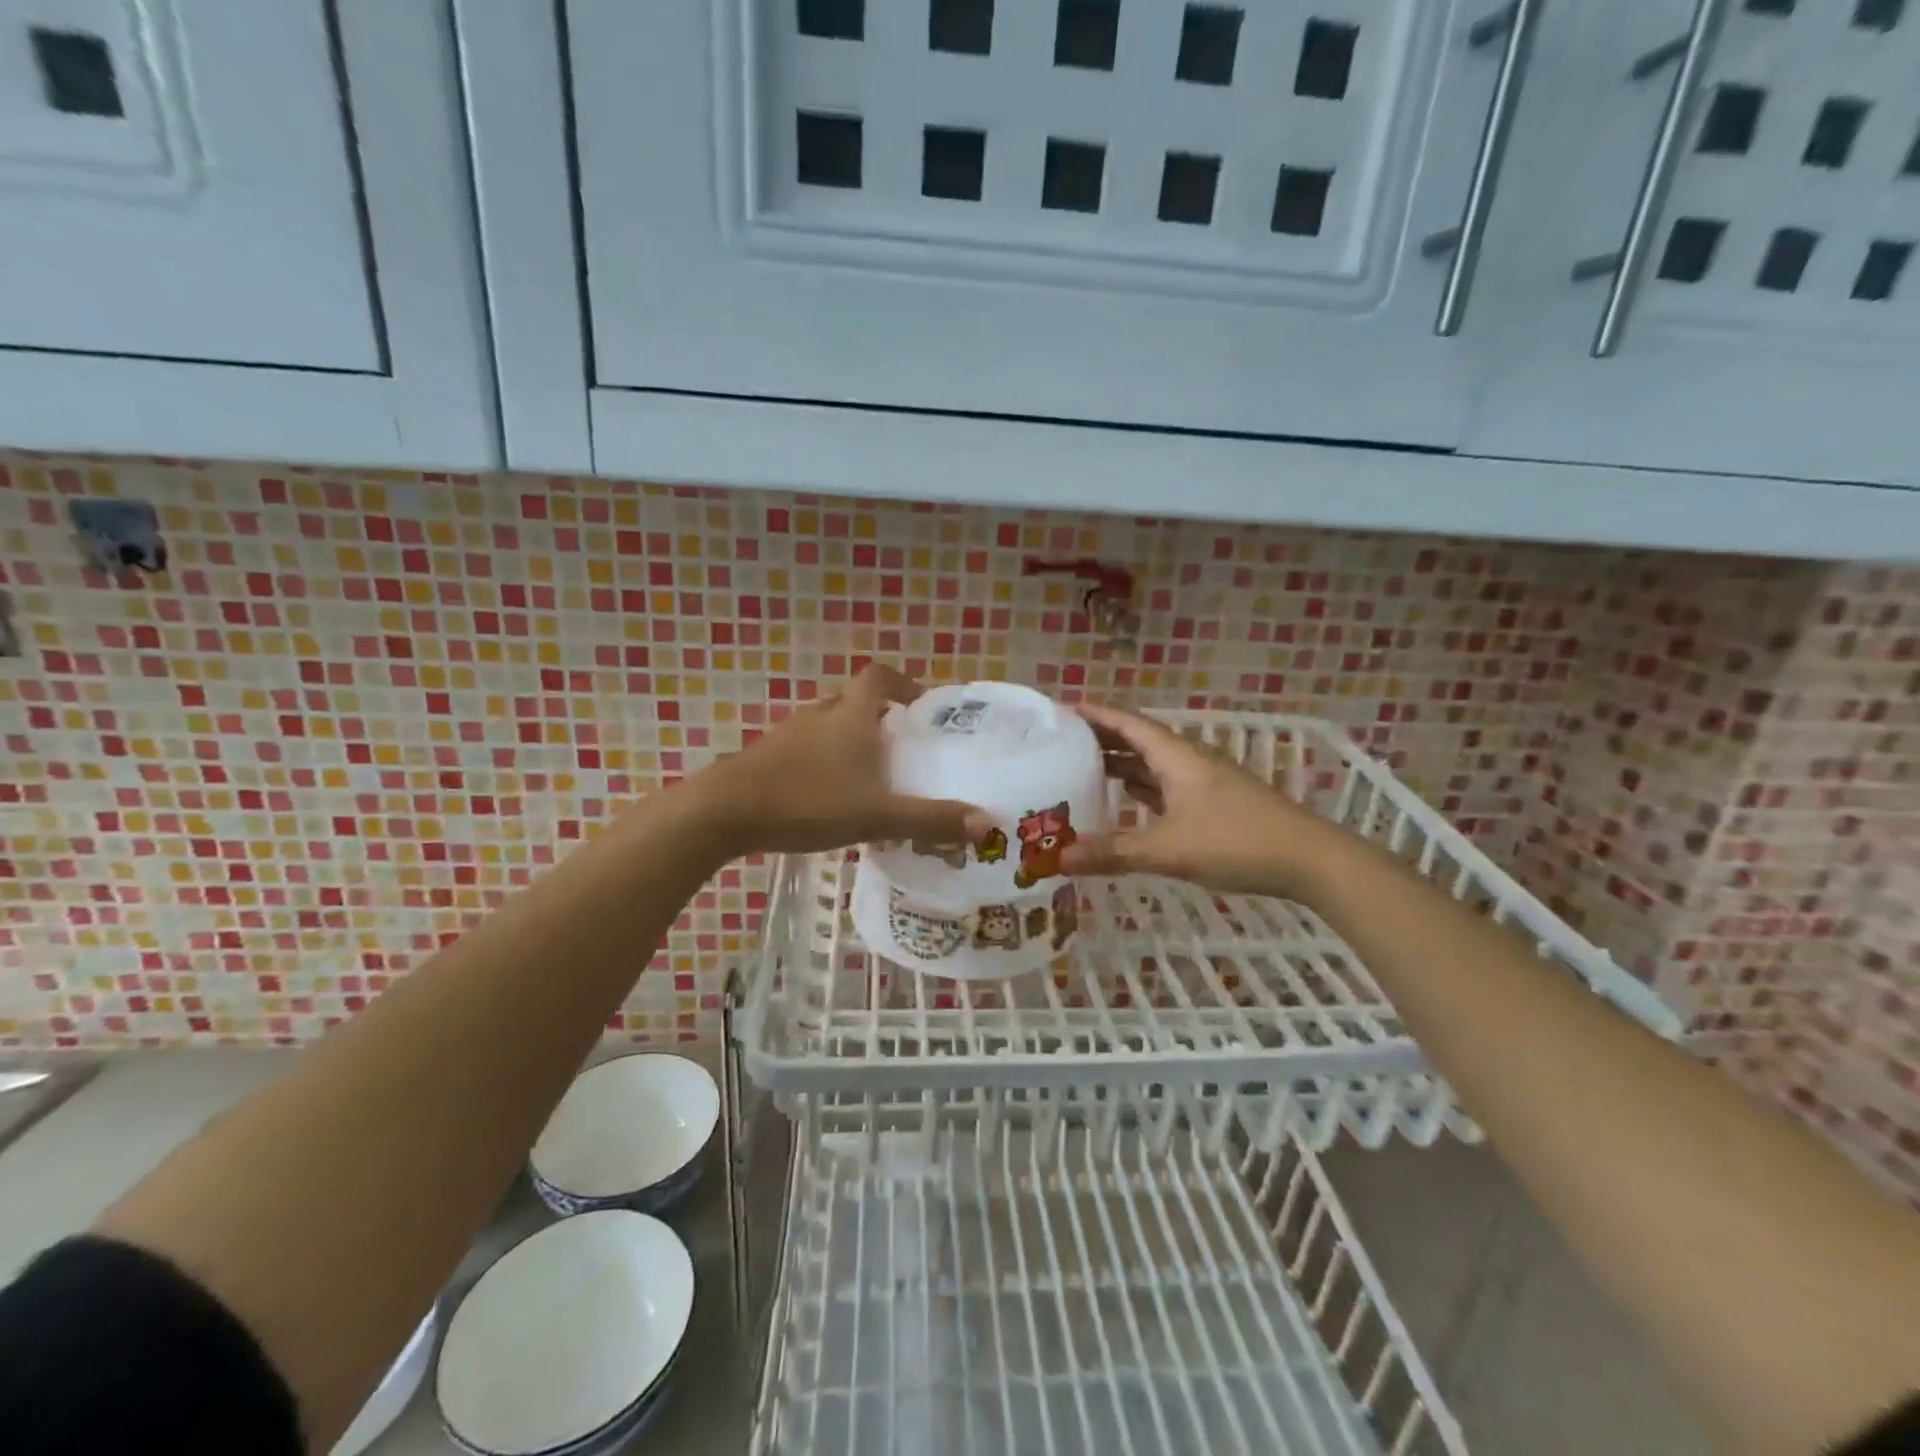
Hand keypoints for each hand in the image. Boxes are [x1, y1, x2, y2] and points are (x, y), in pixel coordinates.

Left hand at [693, 665, 990, 857]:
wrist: (723, 812)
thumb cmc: (807, 801)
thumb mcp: (876, 815)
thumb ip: (930, 820)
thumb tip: (988, 823)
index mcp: (851, 716)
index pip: (879, 676)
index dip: (902, 683)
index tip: (920, 704)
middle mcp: (820, 715)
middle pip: (853, 699)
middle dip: (879, 716)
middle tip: (901, 745)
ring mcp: (788, 735)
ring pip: (827, 725)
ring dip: (849, 739)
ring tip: (869, 773)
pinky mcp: (765, 758)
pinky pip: (804, 749)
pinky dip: (823, 761)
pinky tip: (827, 796)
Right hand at [1059, 702, 1335, 897]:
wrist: (1309, 860)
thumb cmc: (1235, 841)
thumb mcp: (1168, 849)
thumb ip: (1113, 853)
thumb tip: (1058, 860)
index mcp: (1176, 756)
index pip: (1128, 724)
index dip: (1095, 715)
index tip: (1061, 711)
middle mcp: (1188, 760)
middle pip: (1138, 740)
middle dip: (1101, 740)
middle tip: (1061, 745)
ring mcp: (1204, 782)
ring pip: (1153, 765)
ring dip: (1121, 765)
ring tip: (1082, 770)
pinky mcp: (1214, 803)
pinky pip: (1166, 786)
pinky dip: (1141, 789)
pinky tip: (1125, 800)